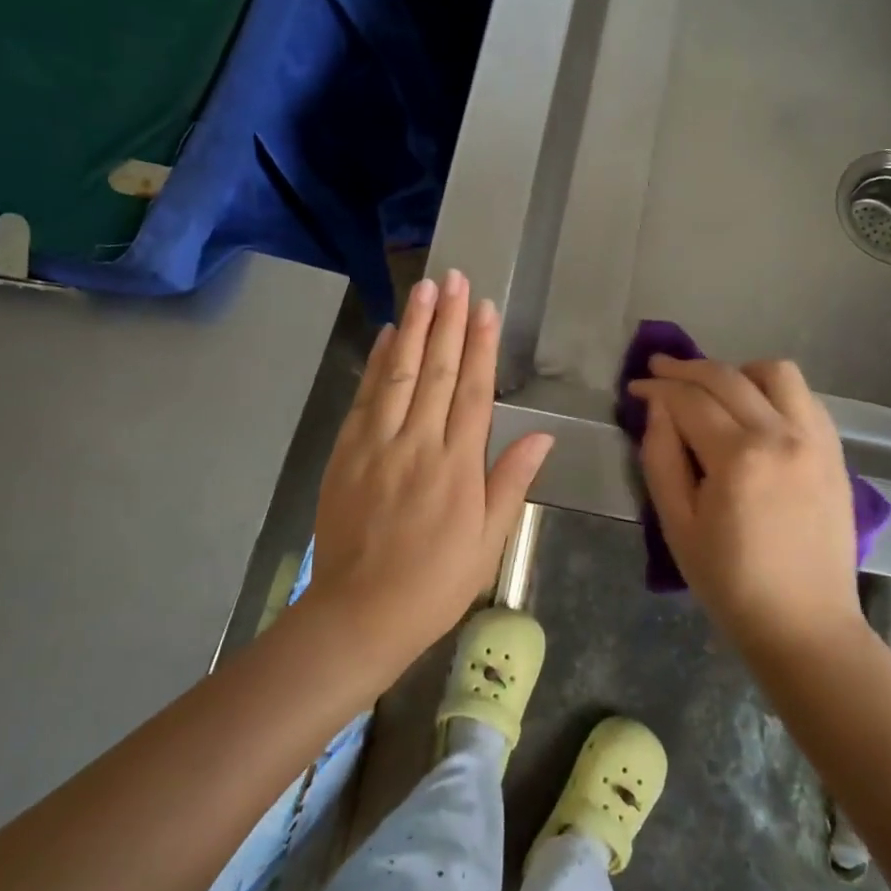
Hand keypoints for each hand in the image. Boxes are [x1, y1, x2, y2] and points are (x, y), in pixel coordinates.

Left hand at [306, 270, 553, 680]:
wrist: (360, 613)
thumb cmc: (436, 582)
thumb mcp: (488, 540)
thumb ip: (512, 482)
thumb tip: (544, 436)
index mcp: (458, 466)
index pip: (473, 391)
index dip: (480, 345)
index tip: (484, 307)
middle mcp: (418, 444)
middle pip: (435, 371)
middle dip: (447, 321)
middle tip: (453, 277)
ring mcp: (377, 445)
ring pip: (397, 374)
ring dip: (412, 327)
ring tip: (423, 288)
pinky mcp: (346, 452)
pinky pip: (364, 397)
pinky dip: (375, 362)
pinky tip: (384, 335)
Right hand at [628, 356, 859, 651]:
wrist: (806, 625)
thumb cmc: (730, 583)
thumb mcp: (677, 525)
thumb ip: (661, 458)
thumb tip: (656, 408)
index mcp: (738, 458)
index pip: (689, 400)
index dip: (657, 388)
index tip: (636, 386)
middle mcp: (781, 435)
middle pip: (728, 377)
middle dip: (687, 368)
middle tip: (659, 369)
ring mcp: (815, 440)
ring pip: (777, 373)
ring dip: (738, 371)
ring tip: (715, 389)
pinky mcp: (835, 452)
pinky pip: (806, 398)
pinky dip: (775, 391)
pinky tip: (756, 410)